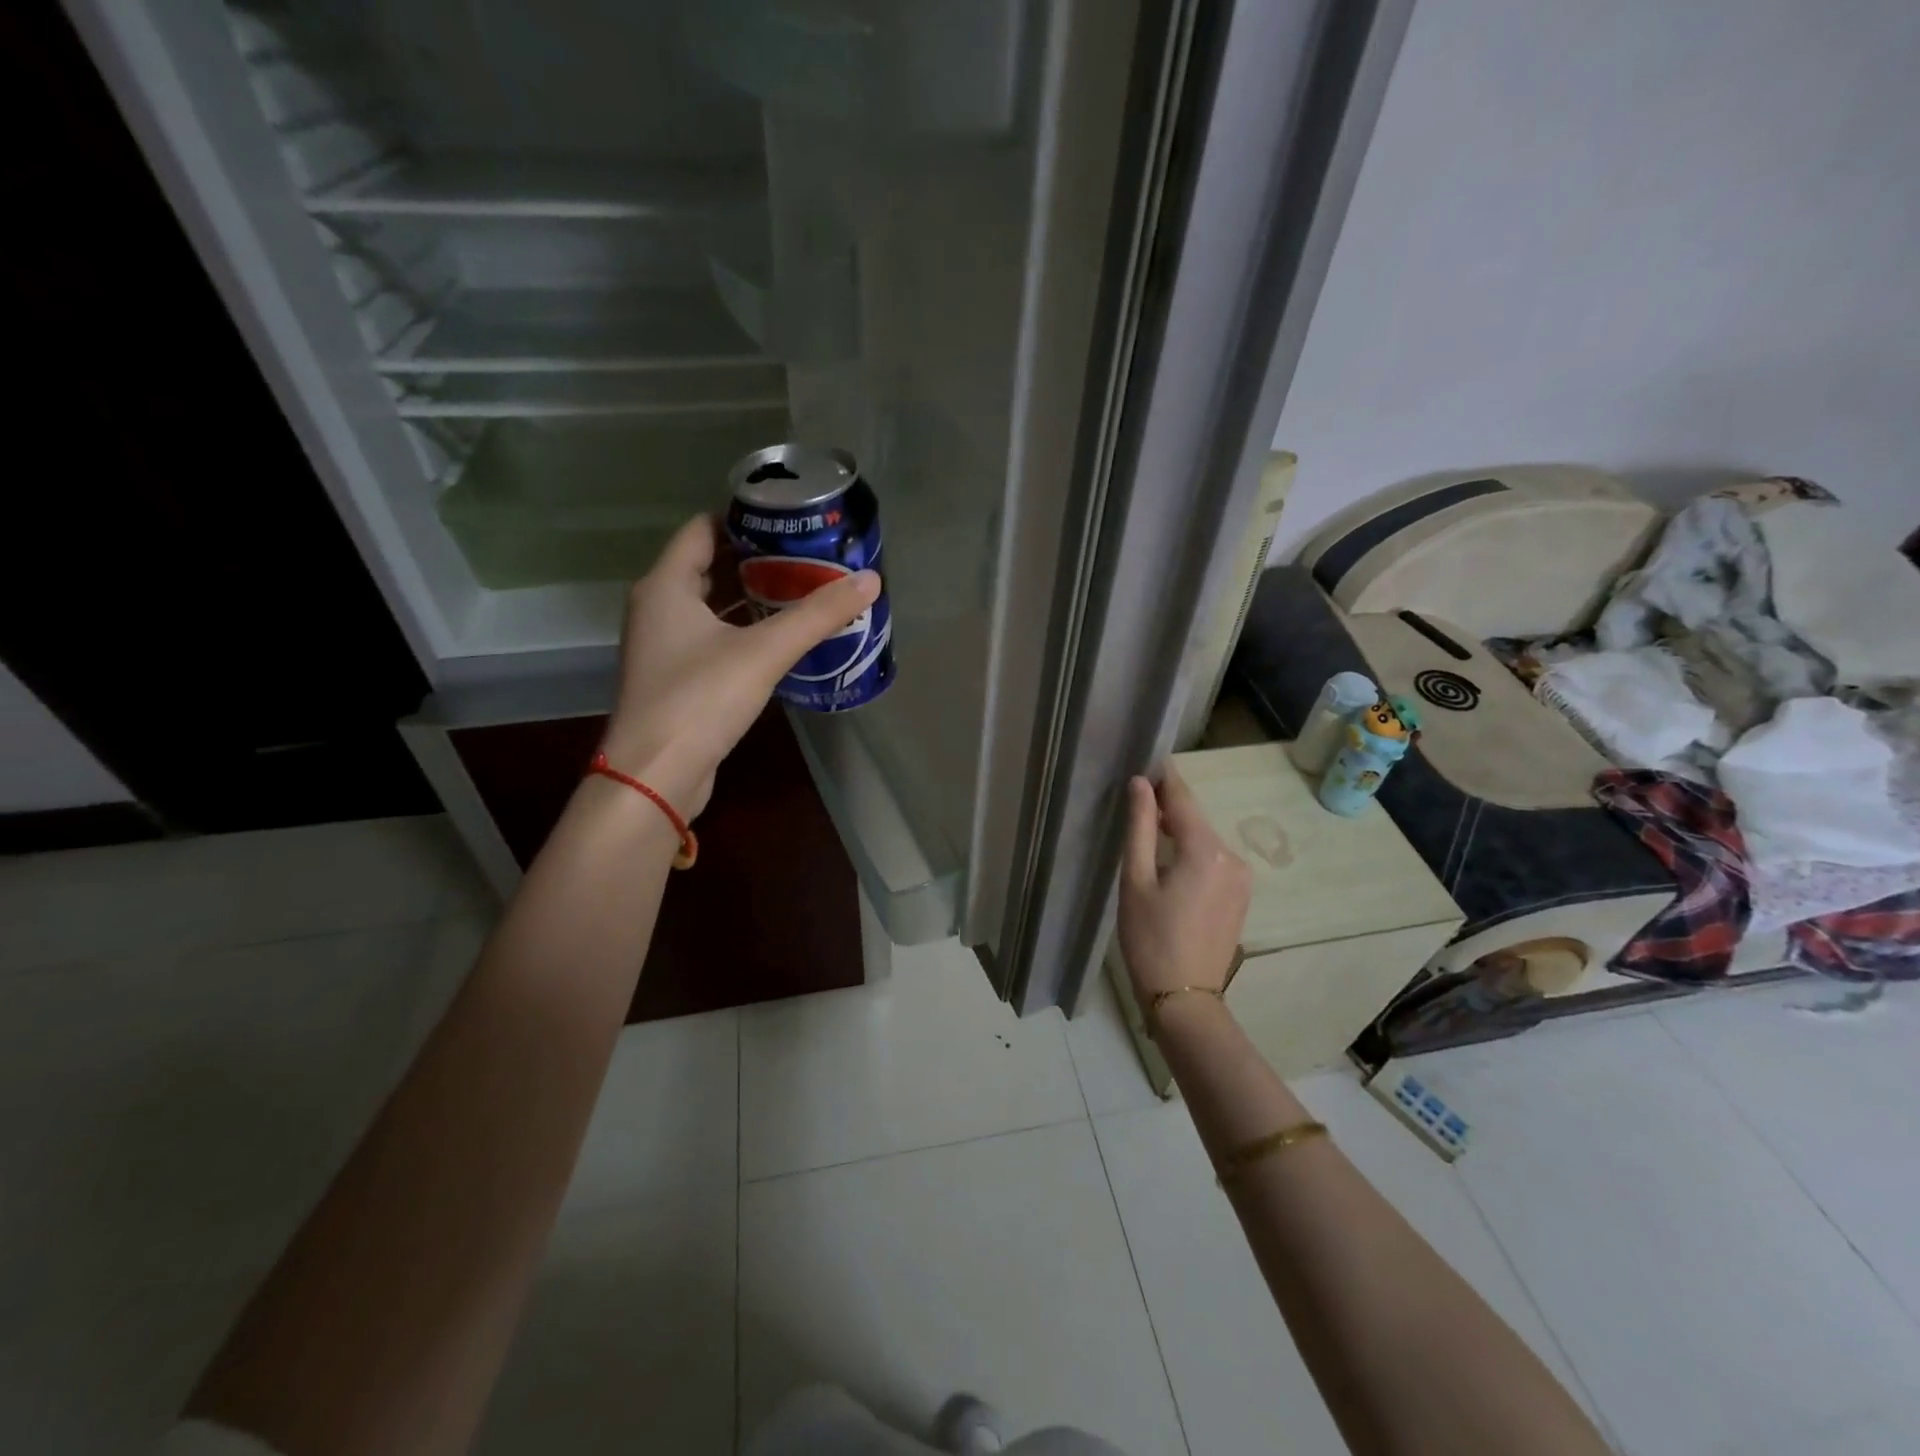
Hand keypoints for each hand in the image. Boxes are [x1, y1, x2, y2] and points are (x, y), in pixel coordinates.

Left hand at [601, 515, 880, 815]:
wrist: (656, 776)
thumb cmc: (699, 700)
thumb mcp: (764, 652)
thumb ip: (817, 615)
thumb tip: (870, 580)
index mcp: (666, 586)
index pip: (702, 528)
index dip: (743, 516)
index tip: (789, 517)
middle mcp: (658, 608)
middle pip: (708, 565)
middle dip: (756, 558)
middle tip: (807, 554)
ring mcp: (664, 646)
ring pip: (712, 606)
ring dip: (752, 597)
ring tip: (803, 589)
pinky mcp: (677, 678)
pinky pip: (713, 638)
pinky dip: (744, 630)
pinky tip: (781, 638)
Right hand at [1117, 765, 1251, 1001]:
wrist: (1185, 998)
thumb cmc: (1150, 938)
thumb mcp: (1136, 880)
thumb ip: (1140, 827)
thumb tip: (1140, 784)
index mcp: (1206, 850)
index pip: (1183, 799)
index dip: (1165, 778)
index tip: (1147, 759)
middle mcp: (1232, 857)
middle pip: (1196, 819)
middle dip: (1169, 808)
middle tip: (1137, 799)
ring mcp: (1242, 878)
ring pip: (1205, 841)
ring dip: (1180, 832)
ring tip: (1148, 831)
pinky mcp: (1241, 896)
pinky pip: (1214, 861)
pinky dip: (1193, 854)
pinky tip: (1170, 864)